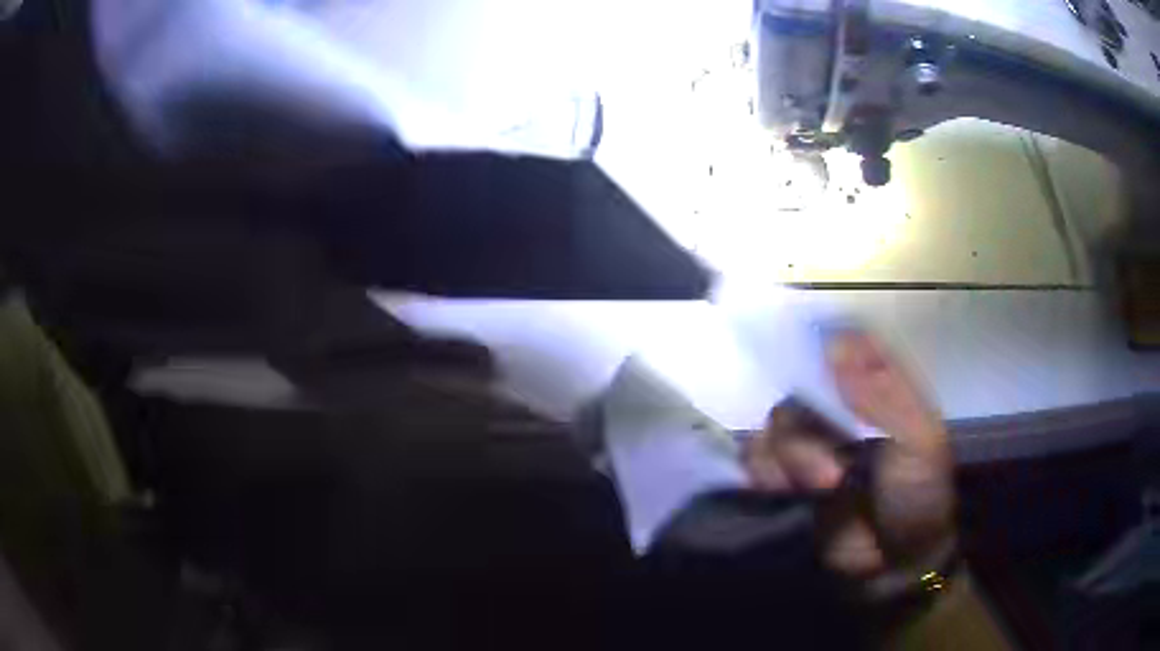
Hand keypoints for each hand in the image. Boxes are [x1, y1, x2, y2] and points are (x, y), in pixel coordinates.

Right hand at [742, 331, 955, 578]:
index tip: (821, 375)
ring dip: (787, 456)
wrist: (894, 561)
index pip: (848, 344)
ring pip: (777, 421)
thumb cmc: (918, 496)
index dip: (830, 350)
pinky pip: (757, 455)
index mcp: (880, 387)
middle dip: (807, 430)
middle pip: (802, 386)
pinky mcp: (789, 473)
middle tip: (828, 475)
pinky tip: (778, 490)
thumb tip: (835, 344)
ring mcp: (815, 439)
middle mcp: (844, 405)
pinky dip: (762, 470)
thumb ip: (883, 395)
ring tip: (813, 490)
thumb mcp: (919, 442)